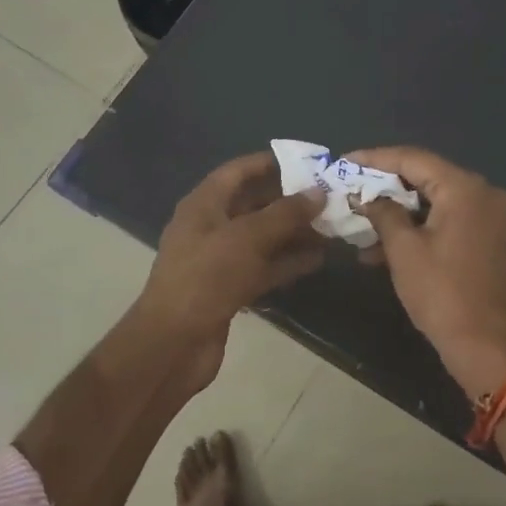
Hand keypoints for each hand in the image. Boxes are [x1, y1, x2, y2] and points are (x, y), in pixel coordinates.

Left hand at [132, 153, 326, 379]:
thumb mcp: (247, 238)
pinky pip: (264, 267)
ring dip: (294, 232)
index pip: (238, 171)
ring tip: (332, 226)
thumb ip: (285, 214)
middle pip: (254, 204)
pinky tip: (318, 259)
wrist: (173, 344)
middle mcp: (211, 226)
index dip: (270, 163)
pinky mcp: (230, 288)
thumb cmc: (206, 277)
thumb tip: (318, 193)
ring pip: (263, 238)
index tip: (307, 162)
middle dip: (290, 200)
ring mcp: (220, 260)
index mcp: (204, 204)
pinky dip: (288, 262)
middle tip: (329, 197)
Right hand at [349, 146, 505, 400]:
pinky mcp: (489, 239)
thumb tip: (368, 198)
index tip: (343, 162)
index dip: (375, 159)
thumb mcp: (404, 250)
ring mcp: (490, 217)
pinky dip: (419, 228)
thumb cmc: (441, 293)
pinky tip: (385, 247)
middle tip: (351, 190)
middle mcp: (483, 193)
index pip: (413, 159)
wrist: (486, 344)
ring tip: (360, 225)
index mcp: (464, 188)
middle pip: (426, 177)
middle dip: (385, 187)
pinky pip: (448, 220)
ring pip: (435, 202)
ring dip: (399, 213)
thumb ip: (383, 213)